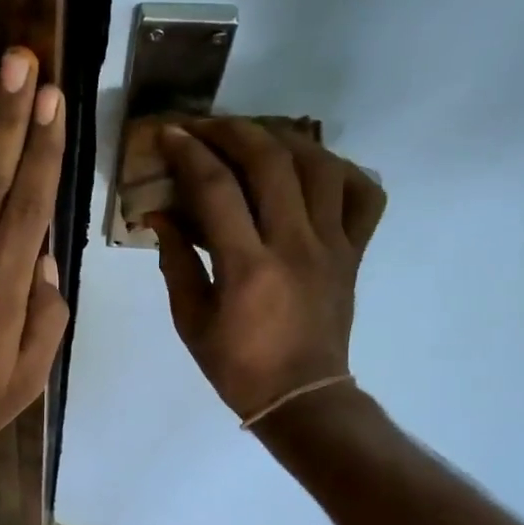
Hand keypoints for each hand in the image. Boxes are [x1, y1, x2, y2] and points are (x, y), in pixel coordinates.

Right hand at [152, 119, 385, 421]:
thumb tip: (160, 216)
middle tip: (206, 127)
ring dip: (283, 139)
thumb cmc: (237, 366)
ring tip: (255, 137)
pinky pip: (363, 196)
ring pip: (319, 166)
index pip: (217, 189)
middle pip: (271, 162)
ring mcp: (332, 246)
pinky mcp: (354, 252)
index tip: (168, 134)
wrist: (302, 397)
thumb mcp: (190, 320)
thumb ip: (176, 262)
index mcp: (248, 267)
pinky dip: (341, 170)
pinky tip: (313, 168)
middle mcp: (295, 245)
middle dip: (233, 131)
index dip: (189, 153)